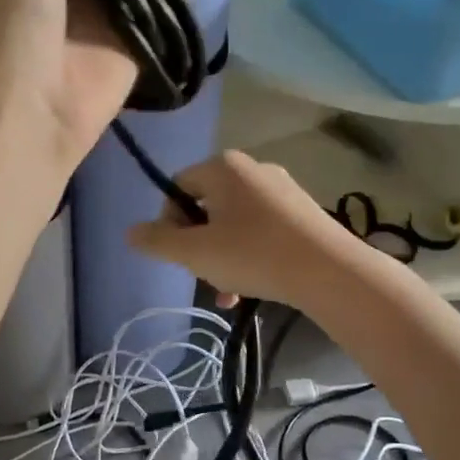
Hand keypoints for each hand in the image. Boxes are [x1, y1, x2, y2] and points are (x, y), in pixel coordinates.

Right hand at [128, 151, 376, 307]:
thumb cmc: (253, 254)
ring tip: (228, 292)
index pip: (177, 188)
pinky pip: (262, 229)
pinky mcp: (302, 211)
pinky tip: (253, 287)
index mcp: (223, 167)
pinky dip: (250, 254)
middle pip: (206, 206)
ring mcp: (281, 189)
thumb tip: (130, 232)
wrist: (329, 271)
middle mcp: (252, 168)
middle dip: (198, 244)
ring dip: (223, 256)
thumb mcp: (195, 252)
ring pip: (234, 222)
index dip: (168, 223)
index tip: (178, 255)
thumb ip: (157, 241)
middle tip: (204, 275)